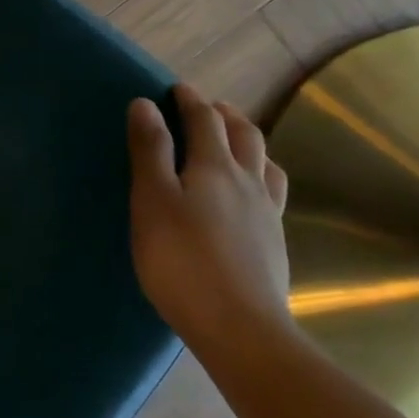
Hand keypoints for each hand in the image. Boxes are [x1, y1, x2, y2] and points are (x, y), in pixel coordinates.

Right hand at [127, 84, 291, 354]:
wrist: (240, 328)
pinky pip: (273, 192)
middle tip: (206, 108)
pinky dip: (261, 174)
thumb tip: (144, 104)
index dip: (190, 100)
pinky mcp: (275, 242)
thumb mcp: (152, 200)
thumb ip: (150, 150)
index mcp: (215, 166)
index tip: (176, 89)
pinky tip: (251, 193)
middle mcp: (248, 181)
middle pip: (244, 134)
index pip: (204, 119)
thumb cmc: (182, 260)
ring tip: (234, 142)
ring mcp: (268, 213)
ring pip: (265, 162)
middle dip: (223, 114)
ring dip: (248, 141)